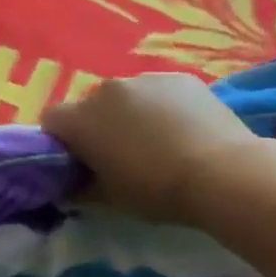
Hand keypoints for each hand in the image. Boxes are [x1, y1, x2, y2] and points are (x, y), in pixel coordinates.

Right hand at [42, 73, 260, 225]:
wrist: (223, 174)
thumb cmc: (156, 190)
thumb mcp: (109, 198)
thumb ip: (80, 188)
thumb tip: (68, 186)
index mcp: (79, 120)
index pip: (51, 120)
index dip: (62, 139)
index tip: (79, 160)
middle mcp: (104, 90)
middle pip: (89, 105)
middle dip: (98, 124)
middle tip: (121, 152)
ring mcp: (143, 79)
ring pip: (125, 96)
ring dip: (130, 113)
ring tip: (158, 140)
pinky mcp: (179, 78)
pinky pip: (159, 91)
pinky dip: (162, 106)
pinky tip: (184, 129)